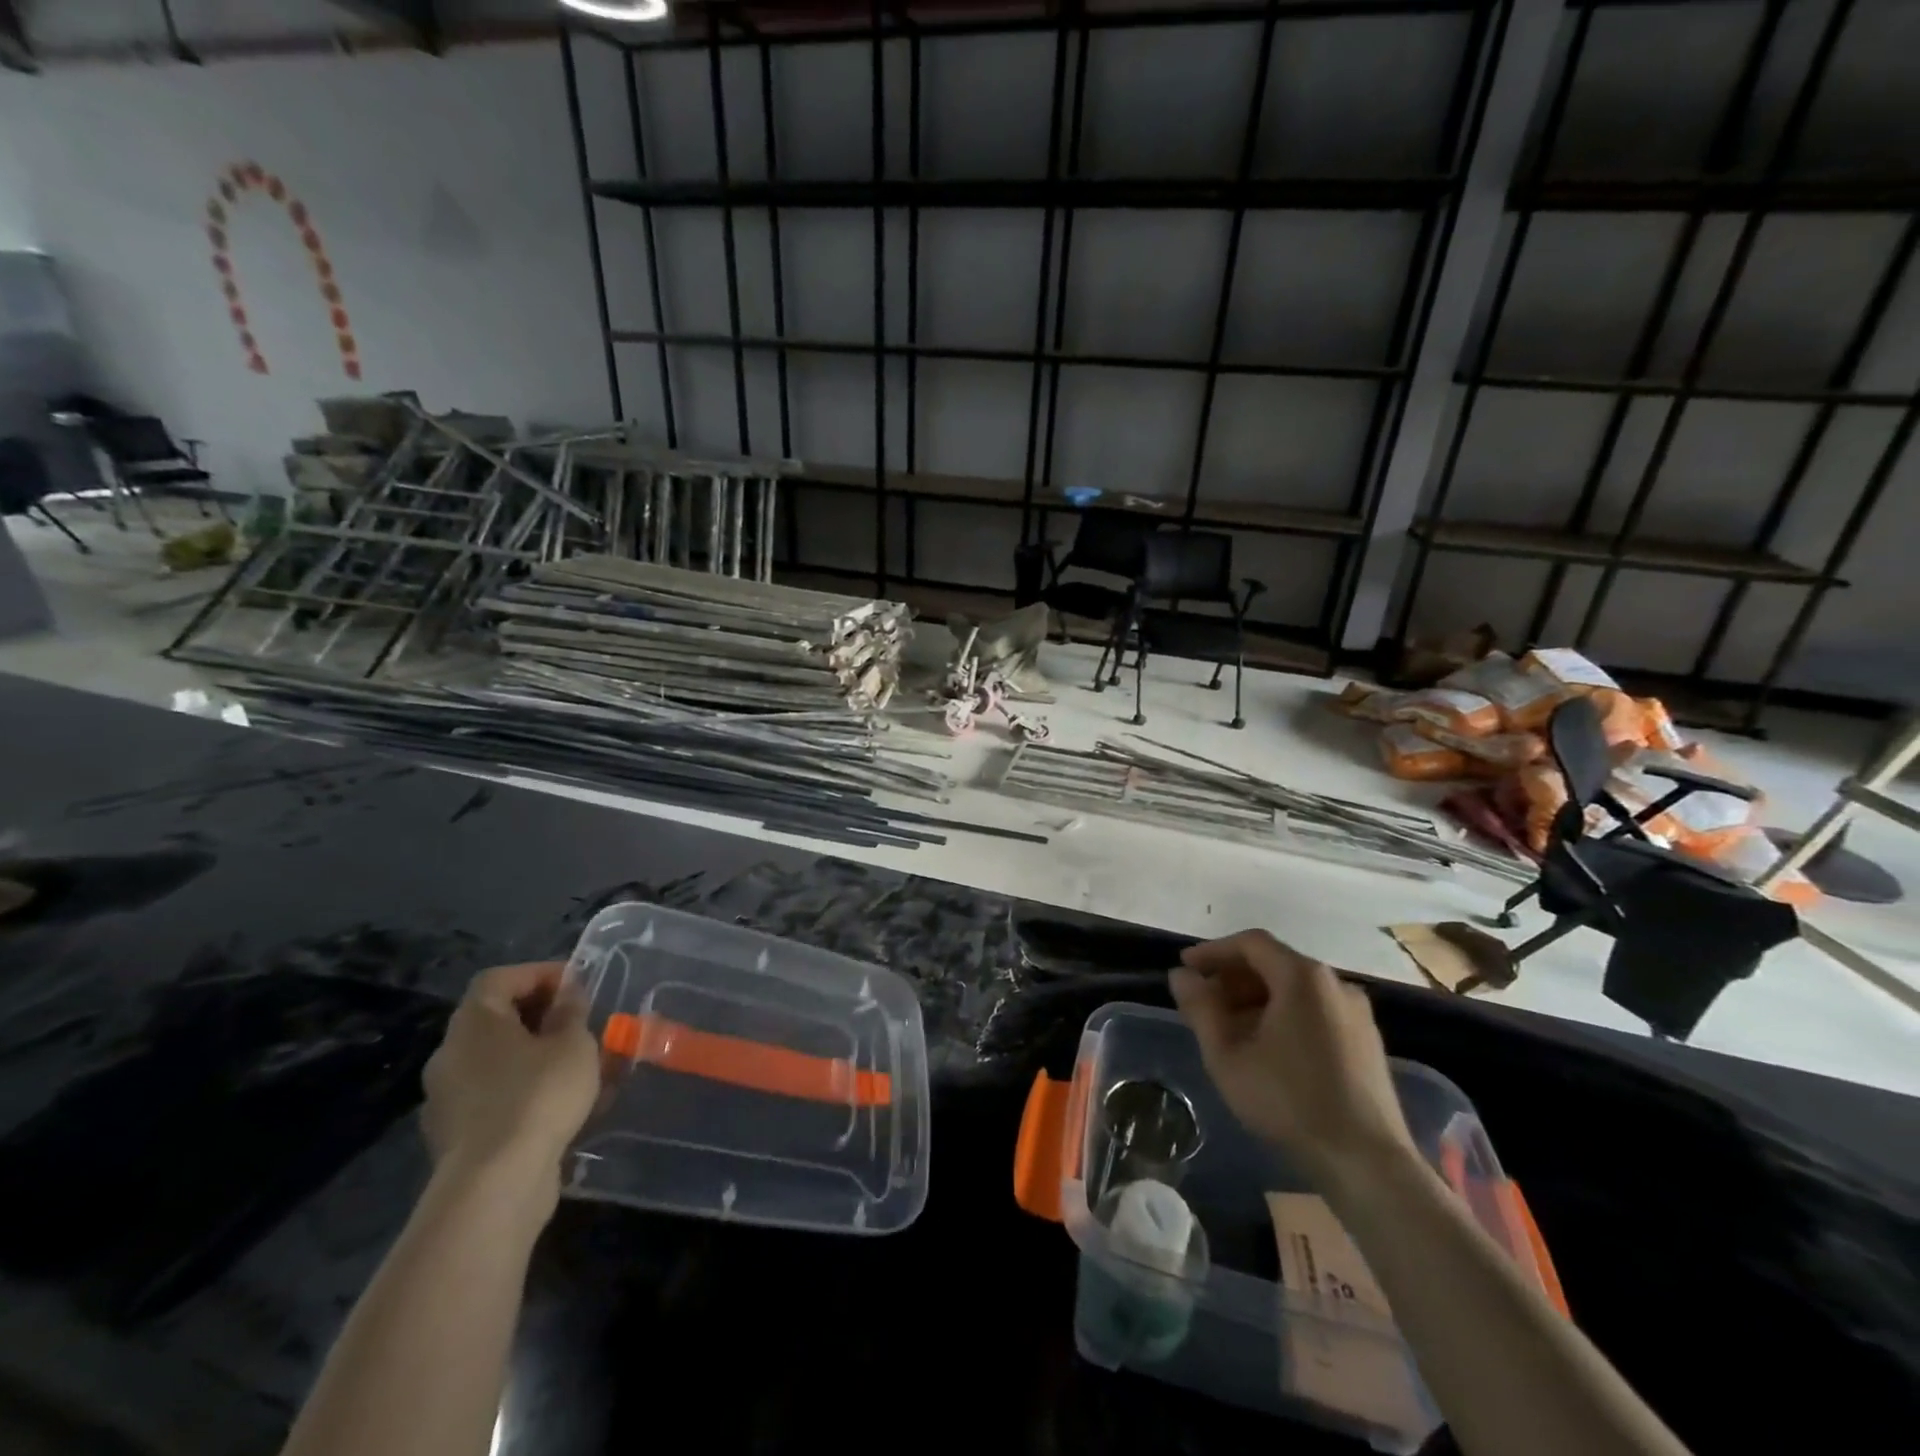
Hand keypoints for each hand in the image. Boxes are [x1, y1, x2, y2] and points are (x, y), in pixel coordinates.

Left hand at [421, 962, 599, 1199]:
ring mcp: (447, 1099)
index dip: (539, 974)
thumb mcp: (573, 1044)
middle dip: (540, 1017)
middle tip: (580, 1024)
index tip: (576, 986)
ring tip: (578, 1066)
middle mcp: (450, 1054)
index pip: (499, 978)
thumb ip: (571, 1012)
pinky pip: (494, 1097)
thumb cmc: (538, 1095)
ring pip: (496, 1061)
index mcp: (473, 1023)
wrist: (494, 1185)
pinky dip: (524, 1092)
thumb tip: (567, 995)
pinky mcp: (455, 1137)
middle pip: (495, 1019)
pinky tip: (558, 1106)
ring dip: (534, 1057)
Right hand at [1169, 931, 1415, 1183]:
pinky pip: (1315, 1011)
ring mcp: (1356, 1013)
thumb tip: (1181, 975)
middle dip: (1233, 979)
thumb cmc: (1289, 1101)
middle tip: (1203, 1004)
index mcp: (1302, 977)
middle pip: (1274, 964)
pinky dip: (1284, 1016)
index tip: (1186, 968)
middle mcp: (1334, 984)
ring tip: (1229, 1030)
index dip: (1213, 951)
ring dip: (1256, 1000)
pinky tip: (1266, 1049)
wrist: (1368, 1162)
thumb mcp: (1228, 1056)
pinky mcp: (1367, 1042)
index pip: (1250, 944)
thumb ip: (1200, 1008)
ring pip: (1295, 990)